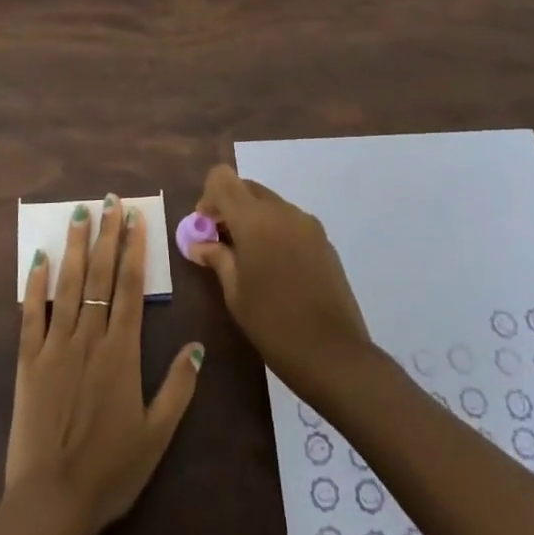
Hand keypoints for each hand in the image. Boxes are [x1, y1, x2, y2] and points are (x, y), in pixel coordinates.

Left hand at [6, 194, 203, 534]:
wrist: (51, 502)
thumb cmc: (110, 471)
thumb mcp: (157, 435)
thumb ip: (178, 387)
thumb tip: (197, 345)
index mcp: (121, 352)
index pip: (128, 287)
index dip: (132, 249)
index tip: (134, 218)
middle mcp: (88, 338)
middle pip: (99, 276)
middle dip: (106, 235)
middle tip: (109, 200)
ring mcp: (55, 346)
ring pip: (67, 285)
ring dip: (75, 247)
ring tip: (79, 214)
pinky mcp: (28, 361)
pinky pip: (31, 313)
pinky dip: (35, 284)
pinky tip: (39, 258)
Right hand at [188, 165, 373, 401]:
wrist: (335, 355)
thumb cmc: (274, 325)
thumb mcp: (235, 294)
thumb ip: (216, 258)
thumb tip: (198, 244)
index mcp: (255, 219)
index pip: (223, 178)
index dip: (208, 196)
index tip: (205, 228)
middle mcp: (283, 211)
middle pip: (247, 188)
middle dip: (229, 208)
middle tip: (220, 244)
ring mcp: (307, 224)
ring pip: (269, 204)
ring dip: (252, 220)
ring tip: (248, 260)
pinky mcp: (324, 240)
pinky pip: (289, 222)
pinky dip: (274, 231)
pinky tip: (275, 270)